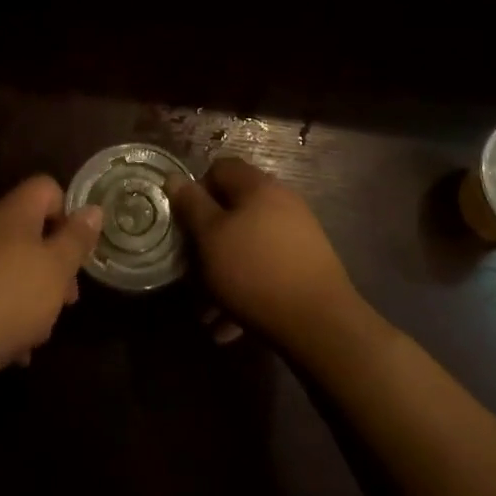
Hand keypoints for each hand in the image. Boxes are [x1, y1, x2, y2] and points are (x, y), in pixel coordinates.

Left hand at [0, 176, 102, 380]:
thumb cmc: (10, 296)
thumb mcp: (56, 268)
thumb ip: (76, 239)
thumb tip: (93, 209)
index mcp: (15, 211)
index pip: (47, 188)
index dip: (68, 214)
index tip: (76, 250)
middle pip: (33, 232)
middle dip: (55, 265)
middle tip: (67, 300)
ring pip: (14, 267)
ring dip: (33, 296)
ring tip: (41, 333)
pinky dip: (8, 316)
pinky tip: (17, 350)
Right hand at [169, 157, 359, 350]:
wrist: (321, 324)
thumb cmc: (256, 272)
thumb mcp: (211, 237)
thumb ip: (191, 205)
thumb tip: (174, 177)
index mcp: (258, 186)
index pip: (220, 168)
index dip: (197, 191)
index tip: (185, 225)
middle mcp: (281, 202)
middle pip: (234, 210)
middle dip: (209, 242)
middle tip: (192, 274)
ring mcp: (298, 234)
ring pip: (248, 246)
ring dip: (224, 274)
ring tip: (208, 313)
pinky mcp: (307, 267)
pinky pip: (266, 270)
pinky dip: (246, 290)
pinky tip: (231, 327)